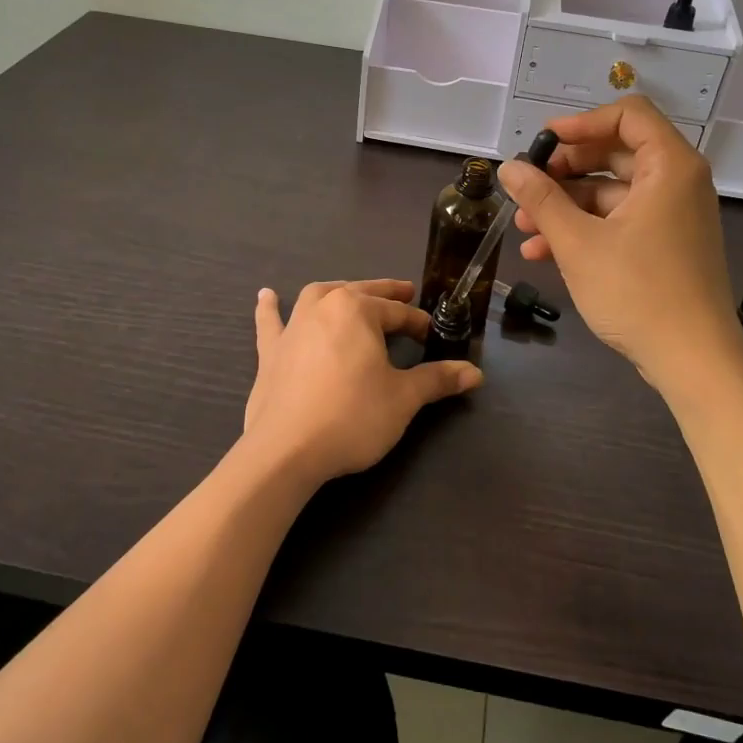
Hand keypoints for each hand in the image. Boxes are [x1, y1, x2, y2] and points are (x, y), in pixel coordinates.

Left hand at [242, 279, 482, 484]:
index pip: (398, 312)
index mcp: (357, 310)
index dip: (419, 323)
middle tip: (406, 294)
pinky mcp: (270, 353)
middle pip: (361, 294)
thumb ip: (438, 380)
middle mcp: (323, 307)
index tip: (433, 336)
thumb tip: (476, 373)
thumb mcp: (404, 398)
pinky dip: (270, 308)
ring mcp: (293, 328)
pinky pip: (271, 322)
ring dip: (338, 292)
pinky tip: (266, 295)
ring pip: (318, 297)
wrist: (287, 450)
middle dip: (385, 295)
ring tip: (352, 293)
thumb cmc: (352, 417)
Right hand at [499, 97, 742, 391]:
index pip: (628, 115)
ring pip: (612, 193)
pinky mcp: (666, 246)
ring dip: (566, 205)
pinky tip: (543, 252)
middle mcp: (677, 183)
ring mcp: (673, 216)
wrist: (693, 360)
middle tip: (528, 187)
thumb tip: (509, 167)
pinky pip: (621, 221)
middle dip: (565, 170)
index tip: (543, 142)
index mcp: (669, 167)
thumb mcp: (578, 242)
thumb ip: (541, 199)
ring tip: (523, 227)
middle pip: (615, 154)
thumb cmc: (637, 291)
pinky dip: (585, 229)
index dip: (581, 122)